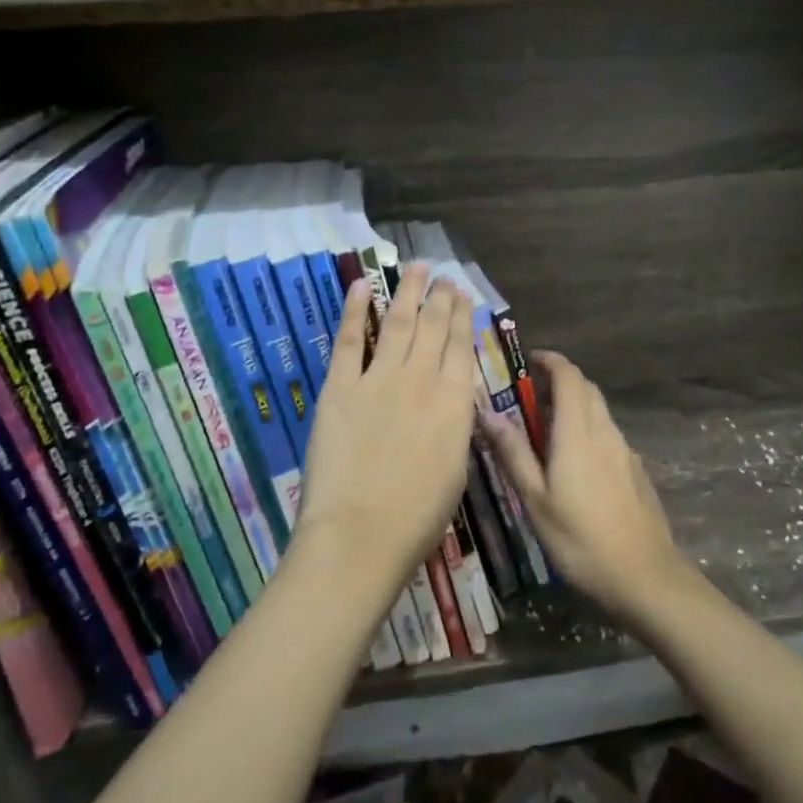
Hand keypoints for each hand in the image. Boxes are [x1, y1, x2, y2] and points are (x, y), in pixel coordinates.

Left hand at [295, 265, 475, 593]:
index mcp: (454, 402)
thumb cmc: (418, 516)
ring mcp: (378, 379)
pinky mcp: (340, 388)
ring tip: (416, 267)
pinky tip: (360, 286)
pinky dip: (353, 310)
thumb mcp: (457, 469)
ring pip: (396, 323)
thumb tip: (454, 404)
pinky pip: (348, 340)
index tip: (463, 294)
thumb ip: (455, 427)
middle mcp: (420, 379)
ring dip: (407, 292)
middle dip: (439, 296)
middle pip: (433, 326)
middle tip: (442, 274)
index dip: (462, 316)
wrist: (361, 534)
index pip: (461, 346)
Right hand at [477, 350, 688, 629]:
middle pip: (586, 388)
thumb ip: (513, 453)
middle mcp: (604, 432)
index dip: (551, 361)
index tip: (529, 360)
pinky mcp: (635, 469)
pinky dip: (588, 427)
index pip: (569, 377)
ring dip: (575, 404)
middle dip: (560, 380)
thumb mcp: (536, 500)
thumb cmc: (580, 540)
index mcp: (577, 433)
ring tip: (546, 427)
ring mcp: (625, 450)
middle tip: (530, 395)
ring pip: (599, 410)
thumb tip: (487, 412)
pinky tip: (575, 460)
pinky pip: (608, 433)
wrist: (645, 576)